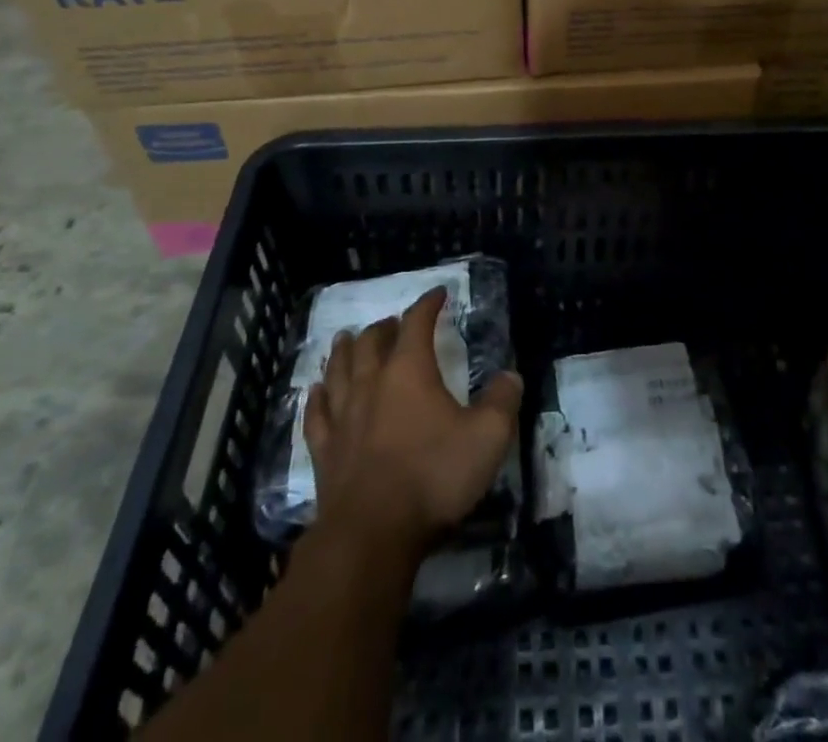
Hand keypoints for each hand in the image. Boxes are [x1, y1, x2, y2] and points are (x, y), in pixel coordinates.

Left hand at [303, 286, 522, 561]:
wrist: (372, 533)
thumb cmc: (433, 476)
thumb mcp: (487, 437)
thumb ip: (503, 402)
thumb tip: (511, 376)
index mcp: (409, 370)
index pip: (417, 323)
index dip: (428, 304)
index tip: (438, 294)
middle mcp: (372, 382)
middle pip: (371, 342)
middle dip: (384, 327)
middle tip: (393, 322)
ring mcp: (343, 416)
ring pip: (339, 369)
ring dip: (345, 350)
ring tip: (347, 338)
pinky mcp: (324, 450)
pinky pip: (317, 413)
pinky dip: (317, 396)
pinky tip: (316, 390)